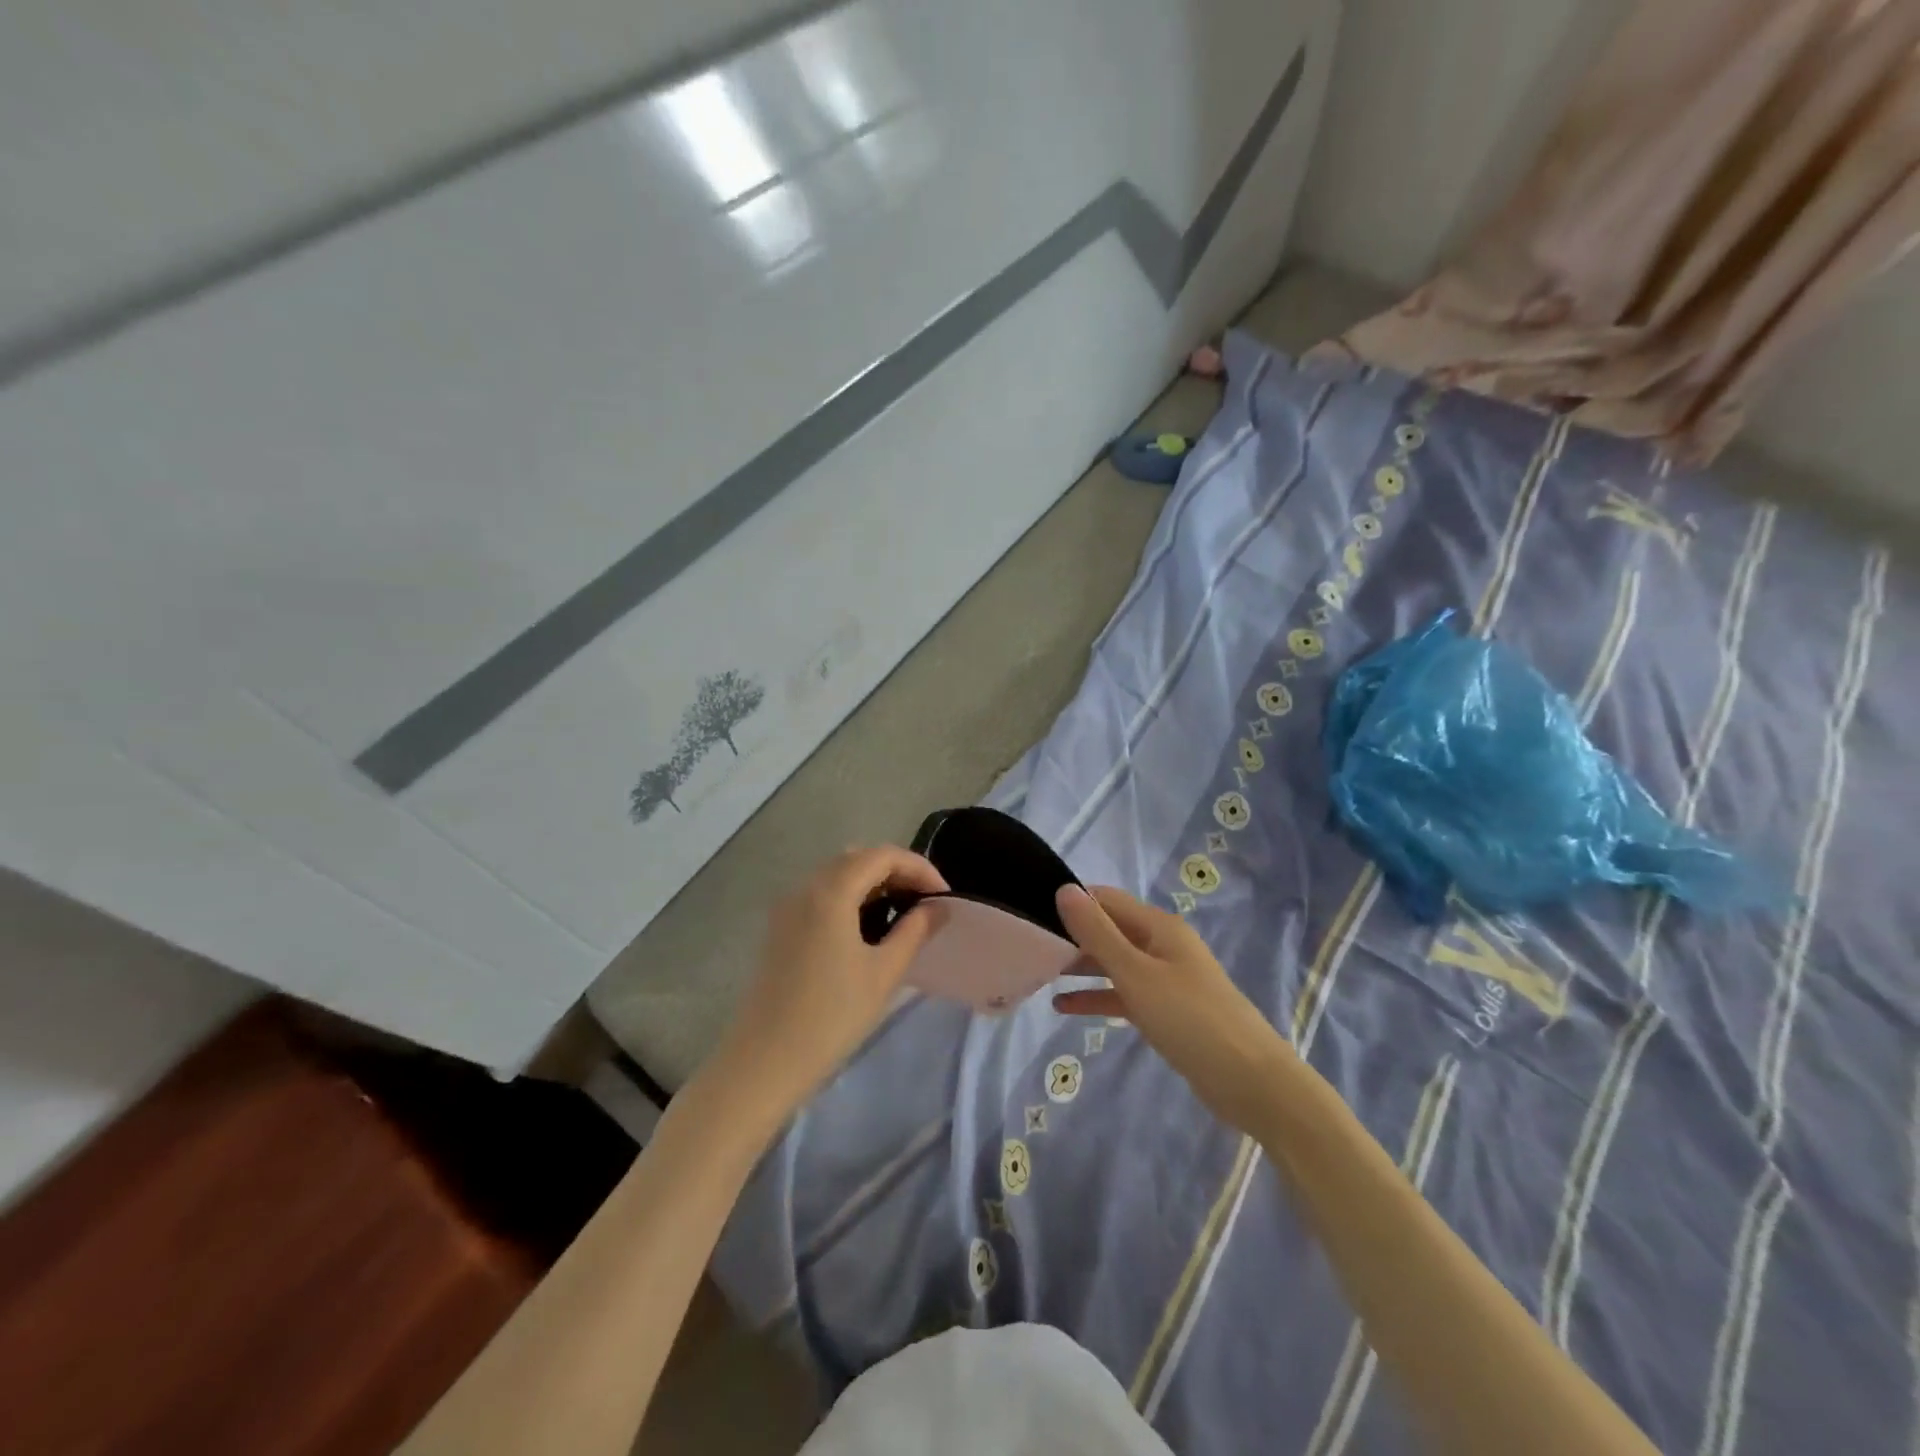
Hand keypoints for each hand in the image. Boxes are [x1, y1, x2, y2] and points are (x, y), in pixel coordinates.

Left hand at [713, 846, 947, 1113]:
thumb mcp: (884, 973)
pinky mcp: (780, 927)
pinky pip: (821, 894)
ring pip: (838, 874)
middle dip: (897, 871)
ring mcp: (787, 906)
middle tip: (926, 901)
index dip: (919, 867)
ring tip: (903, 912)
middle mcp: (805, 887)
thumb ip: (915, 931)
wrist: (764, 1062)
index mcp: (831, 892)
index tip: (944, 896)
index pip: (883, 855)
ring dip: (874, 882)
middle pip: (858, 857)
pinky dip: (851, 896)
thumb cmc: (831, 1017)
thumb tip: (938, 907)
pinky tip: (868, 927)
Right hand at [1053, 884, 1294, 1133]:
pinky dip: (1096, 997)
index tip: (1032, 914)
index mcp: (1158, 926)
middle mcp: (1161, 945)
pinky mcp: (1165, 1010)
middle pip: (1109, 930)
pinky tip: (1064, 1007)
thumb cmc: (1190, 1019)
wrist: (1251, 1082)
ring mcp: (1164, 979)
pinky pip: (1123, 994)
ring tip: (1038, 973)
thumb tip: (1065, 890)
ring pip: (1113, 963)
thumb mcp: (1136, 973)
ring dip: (1080, 967)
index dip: (1072, 902)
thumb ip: (1098, 933)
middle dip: (1072, 936)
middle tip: (1028, 948)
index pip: (1106, 900)